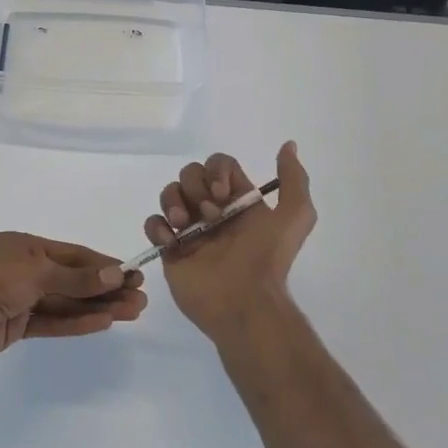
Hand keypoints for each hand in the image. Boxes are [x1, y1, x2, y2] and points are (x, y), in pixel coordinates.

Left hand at [0, 233, 147, 373]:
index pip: (73, 255)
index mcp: (25, 247)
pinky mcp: (16, 325)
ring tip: (131, 313)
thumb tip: (115, 274)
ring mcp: (20, 299)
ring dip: (97, 307)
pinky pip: (52, 321)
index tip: (133, 275)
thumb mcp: (36, 274)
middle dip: (105, 289)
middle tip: (139, 300)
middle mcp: (24, 269)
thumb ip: (76, 278)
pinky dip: (76, 322)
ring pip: (66, 302)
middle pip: (73, 279)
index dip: (103, 265)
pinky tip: (103, 323)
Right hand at [146, 143, 315, 341]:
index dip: (216, 171)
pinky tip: (171, 241)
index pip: (218, 165)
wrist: (244, 302)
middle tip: (210, 215)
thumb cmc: (267, 258)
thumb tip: (288, 145)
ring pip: (169, 193)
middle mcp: (212, 210)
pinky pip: (153, 223)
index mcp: (237, 200)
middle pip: (190, 174)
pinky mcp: (170, 249)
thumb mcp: (294, 216)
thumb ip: (294, 179)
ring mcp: (189, 229)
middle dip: (195, 188)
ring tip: (184, 226)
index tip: (223, 193)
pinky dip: (157, 226)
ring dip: (174, 202)